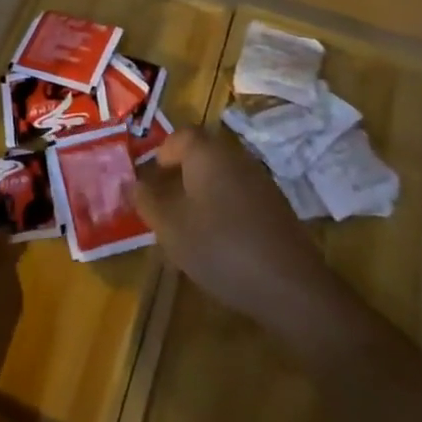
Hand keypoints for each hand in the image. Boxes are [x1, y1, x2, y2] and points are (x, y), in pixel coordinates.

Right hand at [130, 128, 339, 333]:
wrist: (289, 285)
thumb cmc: (220, 248)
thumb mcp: (171, 228)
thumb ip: (148, 202)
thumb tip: (132, 183)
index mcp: (206, 152)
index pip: (179, 137)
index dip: (161, 155)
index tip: (149, 182)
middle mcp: (234, 155)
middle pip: (201, 154)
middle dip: (180, 174)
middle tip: (164, 203)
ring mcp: (259, 179)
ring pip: (220, 174)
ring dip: (201, 191)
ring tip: (187, 225)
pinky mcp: (276, 205)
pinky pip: (239, 193)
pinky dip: (224, 207)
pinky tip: (219, 240)